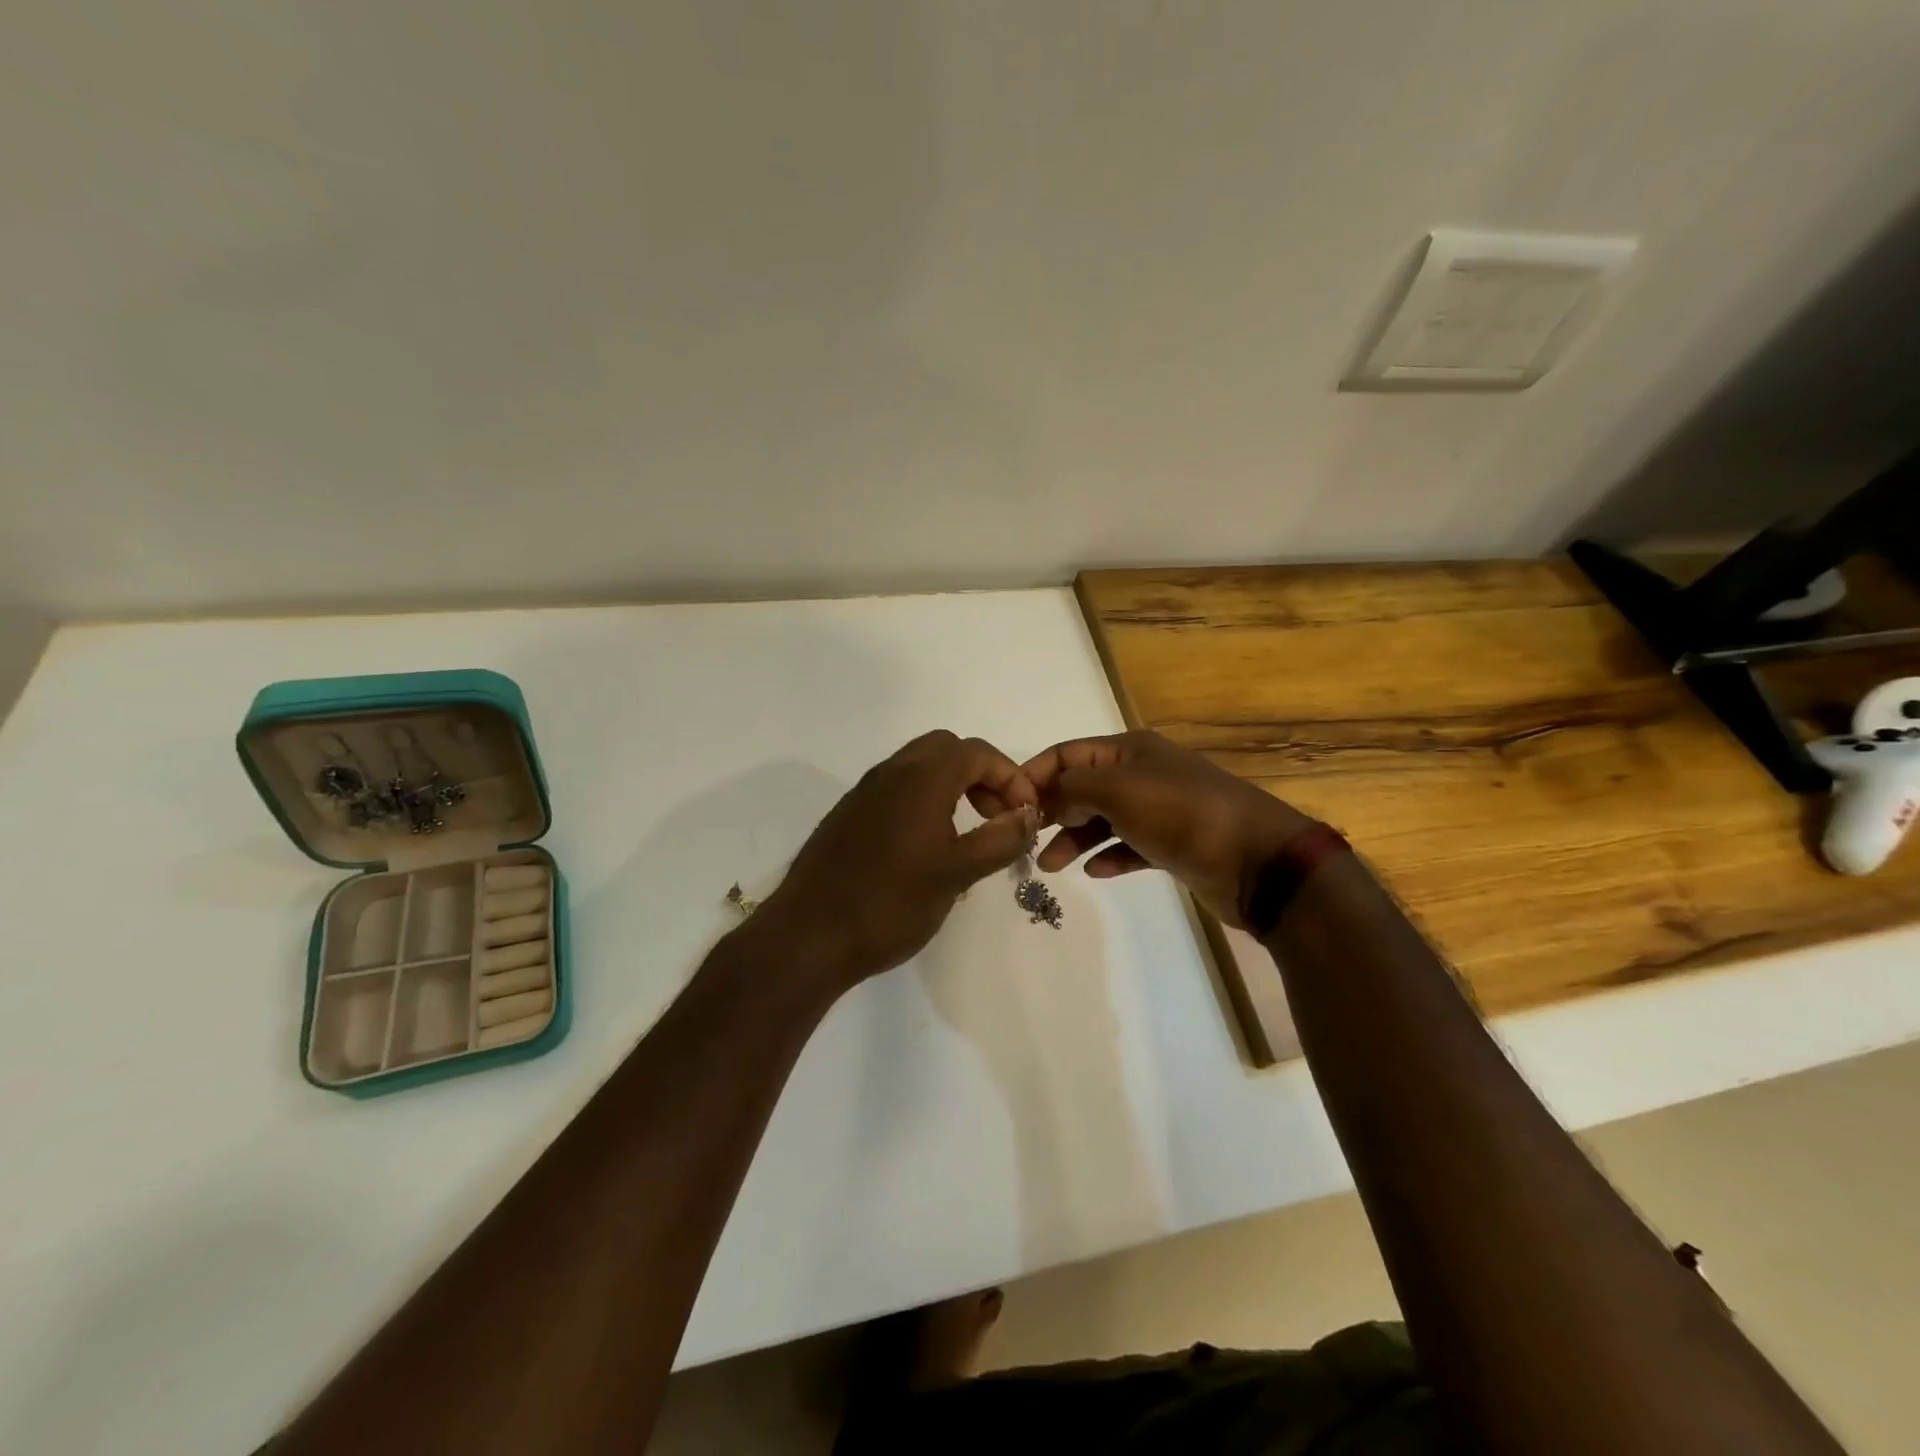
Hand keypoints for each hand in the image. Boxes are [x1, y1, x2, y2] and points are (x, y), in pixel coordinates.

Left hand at [754, 731, 1039, 989]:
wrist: (809, 936)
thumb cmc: (890, 903)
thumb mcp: (957, 874)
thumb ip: (999, 839)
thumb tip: (1029, 815)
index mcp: (921, 778)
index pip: (977, 752)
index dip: (1011, 777)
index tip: (1026, 815)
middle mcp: (891, 773)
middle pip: (947, 750)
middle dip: (981, 775)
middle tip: (997, 817)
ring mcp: (865, 793)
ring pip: (920, 767)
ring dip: (953, 787)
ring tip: (970, 834)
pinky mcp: (849, 815)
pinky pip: (897, 790)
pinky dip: (925, 801)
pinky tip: (930, 848)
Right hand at [1021, 730, 1313, 929]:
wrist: (1257, 860)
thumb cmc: (1181, 814)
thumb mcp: (1118, 789)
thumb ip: (1073, 787)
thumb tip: (1046, 797)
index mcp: (1129, 750)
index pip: (1067, 753)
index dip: (1035, 775)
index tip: (1008, 807)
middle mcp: (1142, 773)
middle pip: (1082, 786)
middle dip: (1052, 810)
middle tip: (1027, 840)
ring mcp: (1159, 810)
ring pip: (1102, 820)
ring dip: (1074, 839)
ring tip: (1050, 866)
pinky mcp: (1172, 844)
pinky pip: (1129, 846)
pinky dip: (1109, 856)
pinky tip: (1094, 872)